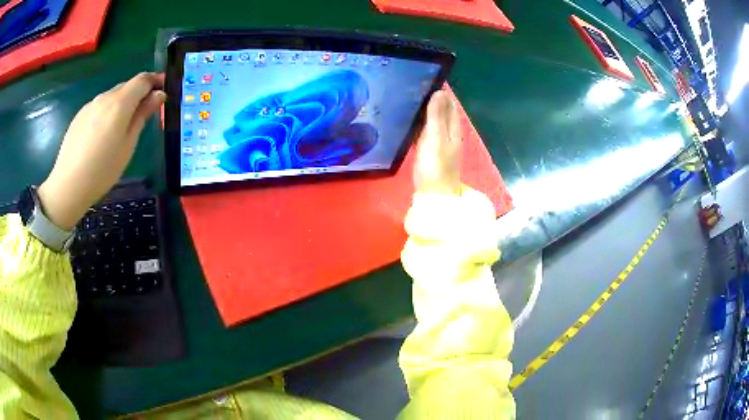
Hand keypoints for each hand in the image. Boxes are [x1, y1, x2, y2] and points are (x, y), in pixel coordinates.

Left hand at [38, 73, 165, 229]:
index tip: (162, 90)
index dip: (155, 80)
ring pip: (112, 96)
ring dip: (121, 104)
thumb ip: (142, 116)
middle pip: (127, 86)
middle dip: (138, 94)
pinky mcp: (80, 114)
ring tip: (119, 129)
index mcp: (120, 103)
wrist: (68, 185)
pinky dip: (107, 112)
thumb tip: (158, 95)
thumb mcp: (128, 145)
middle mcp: (105, 97)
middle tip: (142, 115)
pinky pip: (99, 106)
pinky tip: (101, 136)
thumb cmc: (102, 170)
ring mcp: (91, 105)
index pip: (142, 80)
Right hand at [413, 90, 461, 195]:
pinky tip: (408, 121)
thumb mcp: (435, 138)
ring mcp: (440, 144)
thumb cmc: (435, 166)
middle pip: (442, 112)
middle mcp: (449, 134)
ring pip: (433, 121)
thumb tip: (439, 92)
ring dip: (424, 111)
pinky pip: (426, 132)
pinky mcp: (431, 152)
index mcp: (453, 129)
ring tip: (408, 99)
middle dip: (431, 99)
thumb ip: (437, 116)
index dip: (440, 92)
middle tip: (412, 87)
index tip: (425, 79)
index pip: (449, 104)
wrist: (434, 195)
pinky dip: (419, 124)